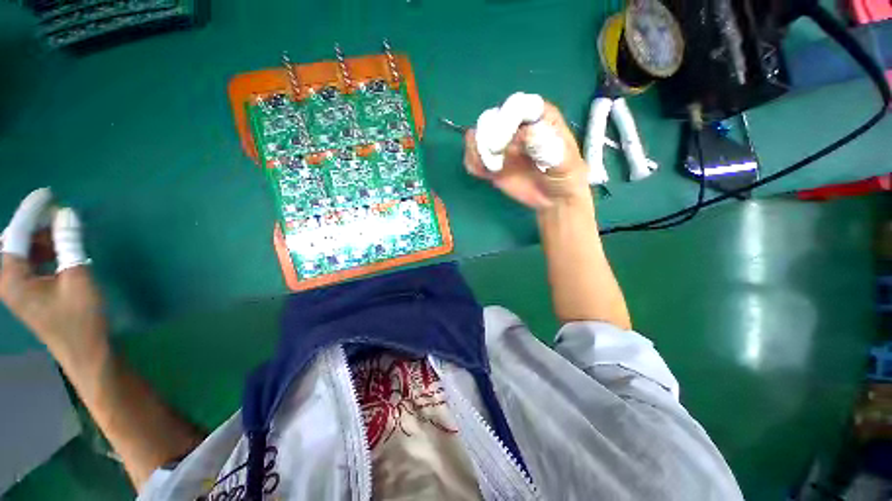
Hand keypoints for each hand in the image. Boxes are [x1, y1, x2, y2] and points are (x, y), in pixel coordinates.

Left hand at [0, 188, 106, 367]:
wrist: (86, 352)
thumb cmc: (81, 319)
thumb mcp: (78, 279)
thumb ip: (68, 244)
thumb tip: (67, 213)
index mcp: (12, 279)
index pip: (16, 235)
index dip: (31, 211)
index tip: (47, 194)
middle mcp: (7, 281)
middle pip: (13, 241)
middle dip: (34, 225)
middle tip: (59, 217)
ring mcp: (16, 288)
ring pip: (21, 251)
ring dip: (40, 238)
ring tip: (63, 234)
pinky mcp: (27, 292)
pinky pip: (28, 262)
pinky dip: (42, 251)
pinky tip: (60, 251)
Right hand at [463, 98, 591, 209]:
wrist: (554, 199)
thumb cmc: (565, 177)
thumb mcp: (565, 162)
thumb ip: (548, 148)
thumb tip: (527, 133)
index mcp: (538, 116)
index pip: (518, 106)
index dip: (508, 120)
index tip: (507, 144)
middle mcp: (516, 125)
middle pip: (492, 118)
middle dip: (489, 137)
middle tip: (496, 159)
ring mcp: (501, 144)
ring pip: (478, 135)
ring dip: (476, 150)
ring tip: (490, 168)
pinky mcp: (491, 161)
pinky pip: (473, 156)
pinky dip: (472, 163)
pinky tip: (482, 173)